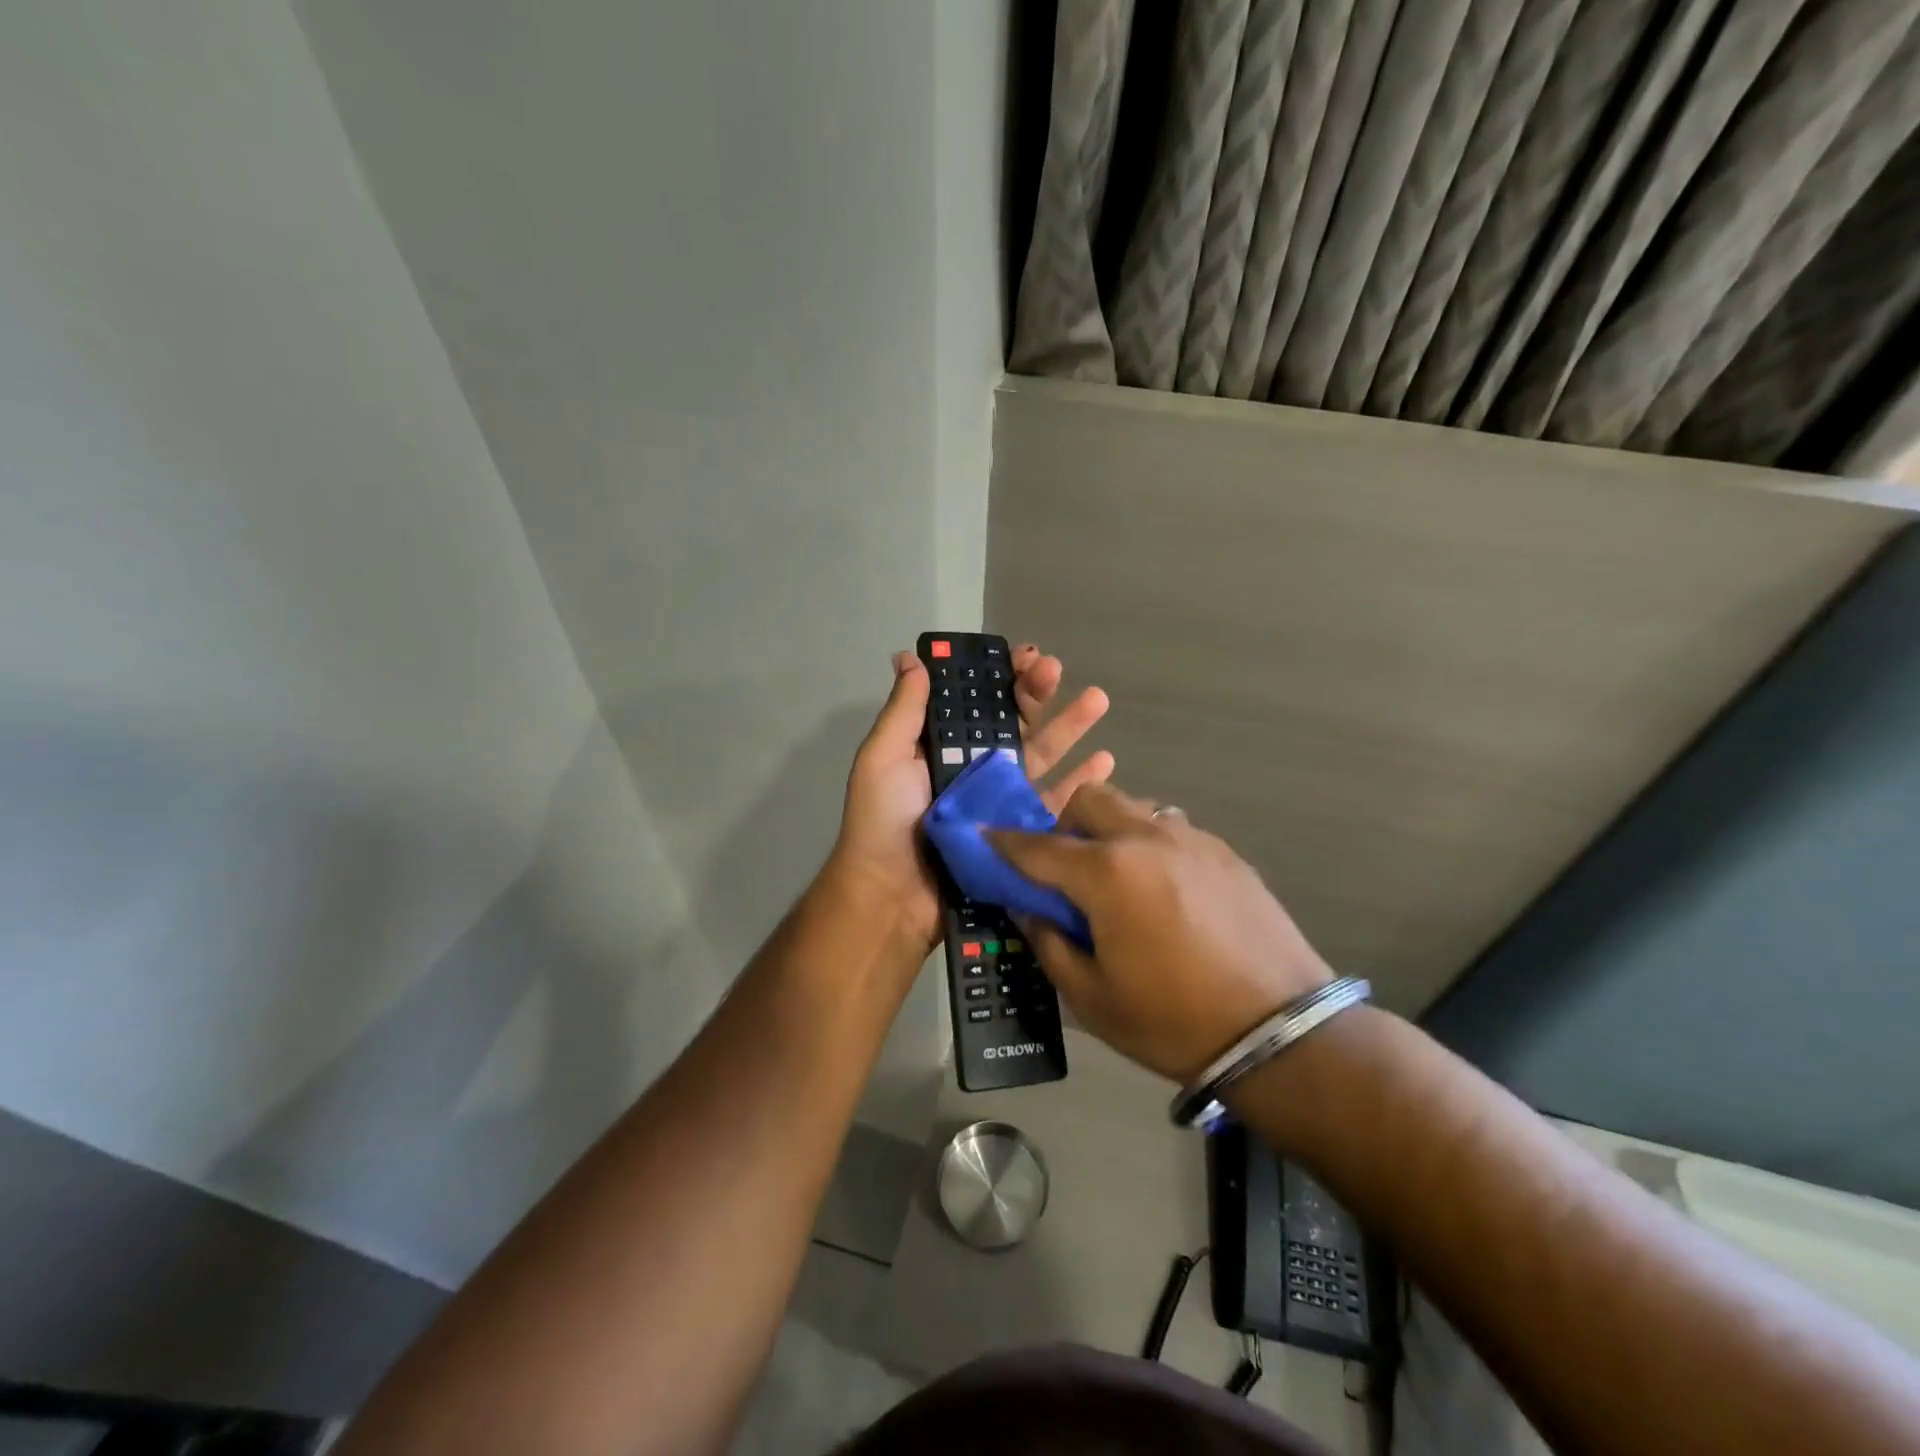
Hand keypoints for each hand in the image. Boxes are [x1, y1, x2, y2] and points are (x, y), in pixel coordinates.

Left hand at [830, 645, 1113, 954]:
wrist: (892, 897)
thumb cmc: (883, 822)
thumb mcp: (883, 758)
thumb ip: (904, 710)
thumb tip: (910, 657)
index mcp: (944, 746)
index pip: (979, 702)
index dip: (1001, 677)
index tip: (1025, 655)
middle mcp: (975, 768)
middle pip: (1015, 723)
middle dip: (1038, 693)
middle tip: (1057, 670)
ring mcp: (1001, 801)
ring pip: (1043, 756)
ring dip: (1071, 727)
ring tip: (1098, 700)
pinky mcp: (1020, 834)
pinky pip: (1055, 804)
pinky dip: (1081, 783)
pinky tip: (1106, 762)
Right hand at [990, 784, 1332, 1082]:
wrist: (1281, 1032)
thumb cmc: (1173, 1021)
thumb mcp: (1091, 997)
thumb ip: (1048, 942)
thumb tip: (1028, 907)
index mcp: (1106, 873)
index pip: (1037, 846)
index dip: (1003, 842)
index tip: (983, 838)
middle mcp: (1146, 838)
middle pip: (1088, 799)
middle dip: (1063, 822)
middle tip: (1063, 866)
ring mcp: (1191, 839)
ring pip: (1133, 808)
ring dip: (1109, 830)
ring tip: (1116, 877)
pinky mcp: (1224, 852)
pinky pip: (1170, 829)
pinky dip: (1149, 844)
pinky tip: (1162, 889)